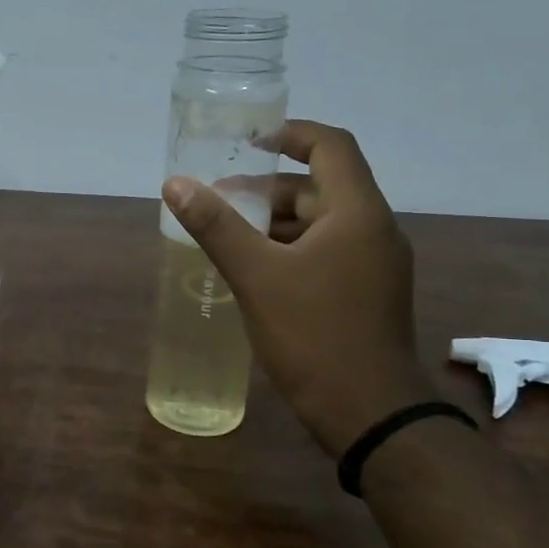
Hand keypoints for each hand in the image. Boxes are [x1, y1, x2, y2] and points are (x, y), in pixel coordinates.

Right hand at [164, 121, 433, 456]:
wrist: (369, 413)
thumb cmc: (314, 335)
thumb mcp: (257, 275)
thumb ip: (215, 226)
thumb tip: (175, 183)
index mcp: (357, 213)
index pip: (330, 147)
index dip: (290, 134)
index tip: (248, 141)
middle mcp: (373, 230)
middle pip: (319, 187)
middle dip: (266, 188)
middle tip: (217, 200)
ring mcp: (373, 265)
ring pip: (320, 223)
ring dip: (274, 222)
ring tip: (225, 235)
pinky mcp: (365, 293)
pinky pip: (324, 252)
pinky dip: (288, 249)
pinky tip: (252, 270)